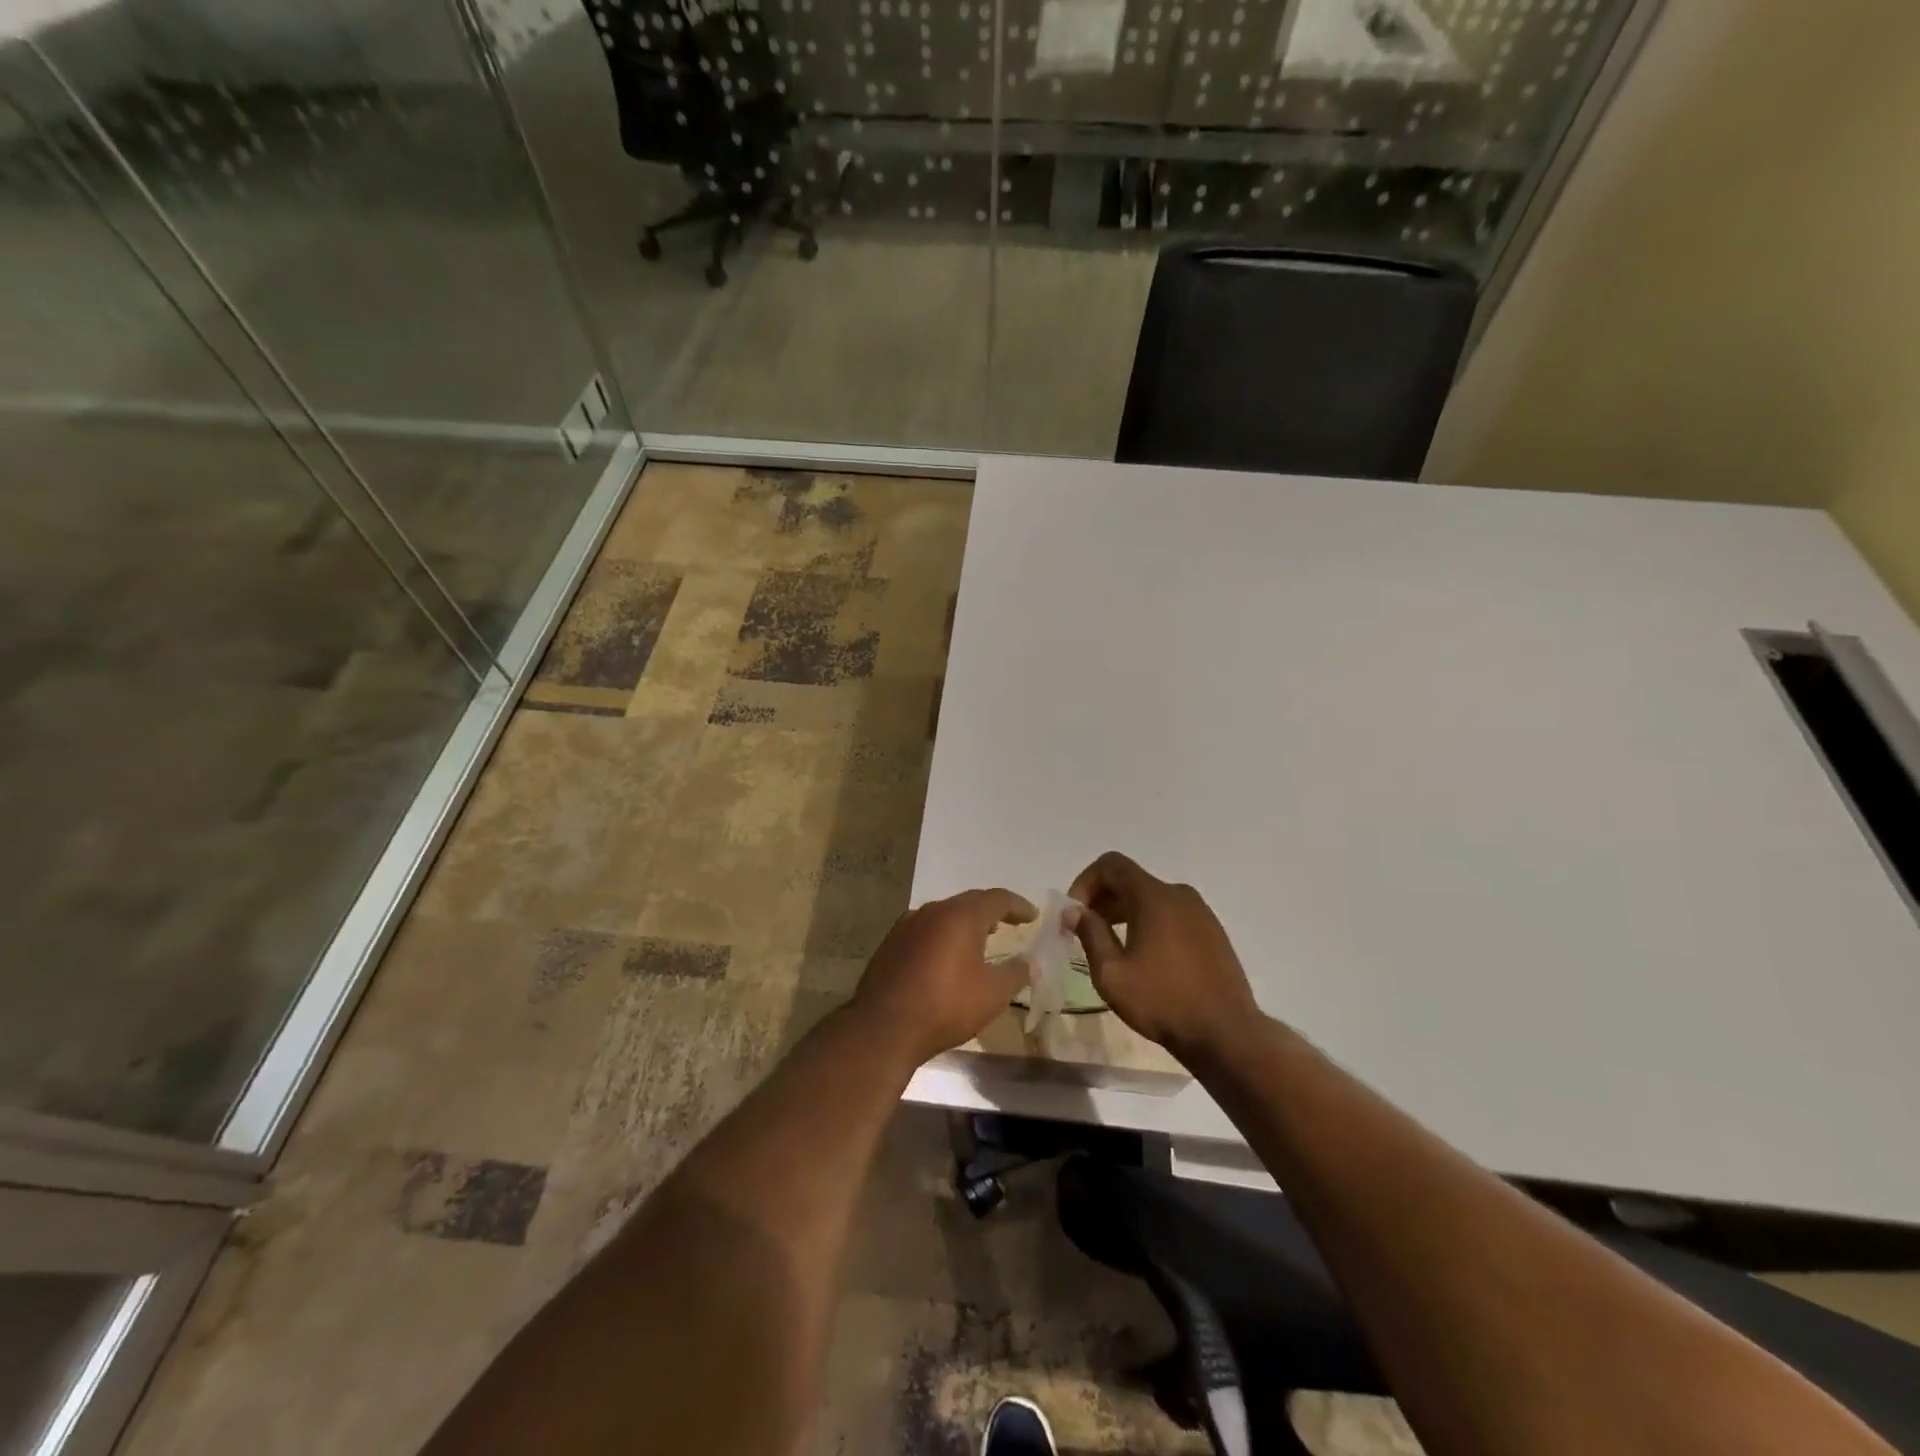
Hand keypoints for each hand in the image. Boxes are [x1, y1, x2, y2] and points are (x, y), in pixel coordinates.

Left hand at [850, 889, 1036, 1066]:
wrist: (884, 1027)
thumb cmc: (946, 1006)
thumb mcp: (993, 994)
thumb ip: (1015, 973)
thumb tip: (1028, 963)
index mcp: (961, 916)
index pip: (997, 898)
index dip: (1018, 905)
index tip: (1032, 916)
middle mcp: (933, 911)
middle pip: (969, 902)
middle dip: (991, 911)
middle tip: (1009, 923)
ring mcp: (907, 925)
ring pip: (944, 914)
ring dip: (964, 923)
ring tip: (979, 938)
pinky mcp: (890, 943)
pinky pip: (925, 930)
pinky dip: (942, 935)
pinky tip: (945, 955)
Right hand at [1068, 852, 1260, 1059]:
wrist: (1226, 1034)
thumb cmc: (1163, 1001)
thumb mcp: (1112, 973)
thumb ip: (1090, 934)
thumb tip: (1073, 911)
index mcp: (1154, 897)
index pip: (1112, 864)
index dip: (1085, 882)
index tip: (1074, 913)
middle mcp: (1179, 895)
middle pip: (1131, 880)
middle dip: (1102, 899)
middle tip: (1084, 931)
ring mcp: (1201, 913)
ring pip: (1152, 898)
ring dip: (1124, 912)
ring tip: (1110, 945)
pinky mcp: (1212, 933)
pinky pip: (1171, 914)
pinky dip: (1149, 923)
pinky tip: (1143, 956)